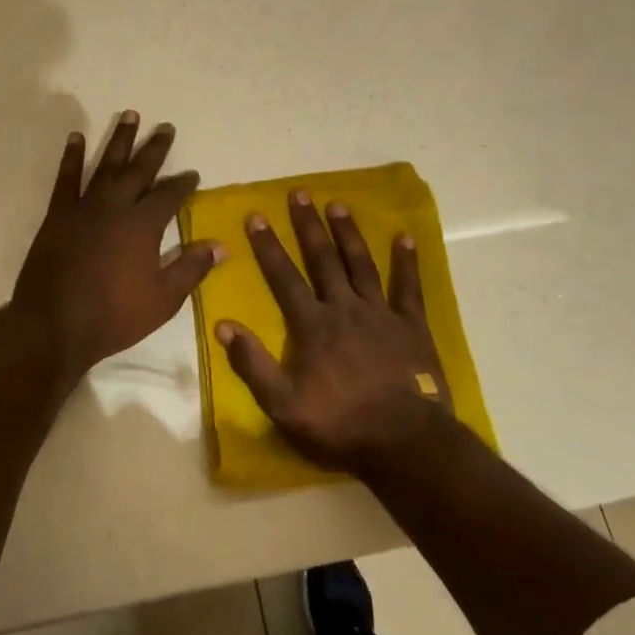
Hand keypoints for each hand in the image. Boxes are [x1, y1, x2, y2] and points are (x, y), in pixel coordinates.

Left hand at [12, 112, 224, 380]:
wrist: (54, 326)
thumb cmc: (115, 315)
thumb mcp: (164, 299)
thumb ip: (191, 268)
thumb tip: (221, 246)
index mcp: (143, 225)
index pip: (169, 195)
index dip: (183, 183)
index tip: (192, 174)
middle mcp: (115, 206)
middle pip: (140, 170)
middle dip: (155, 148)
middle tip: (165, 127)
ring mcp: (83, 208)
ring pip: (105, 165)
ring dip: (119, 140)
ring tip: (130, 115)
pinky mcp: (58, 216)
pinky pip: (66, 179)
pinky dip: (72, 157)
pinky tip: (77, 138)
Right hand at [216, 190, 452, 475]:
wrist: (403, 441)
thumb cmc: (339, 424)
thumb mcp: (283, 404)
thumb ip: (252, 364)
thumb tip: (223, 326)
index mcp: (312, 325)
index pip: (284, 278)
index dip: (268, 246)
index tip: (255, 216)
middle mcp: (344, 308)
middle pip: (323, 259)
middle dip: (308, 225)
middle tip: (300, 193)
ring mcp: (381, 314)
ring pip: (361, 264)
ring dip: (348, 233)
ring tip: (338, 204)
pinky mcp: (412, 325)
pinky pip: (408, 287)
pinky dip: (407, 261)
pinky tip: (405, 237)